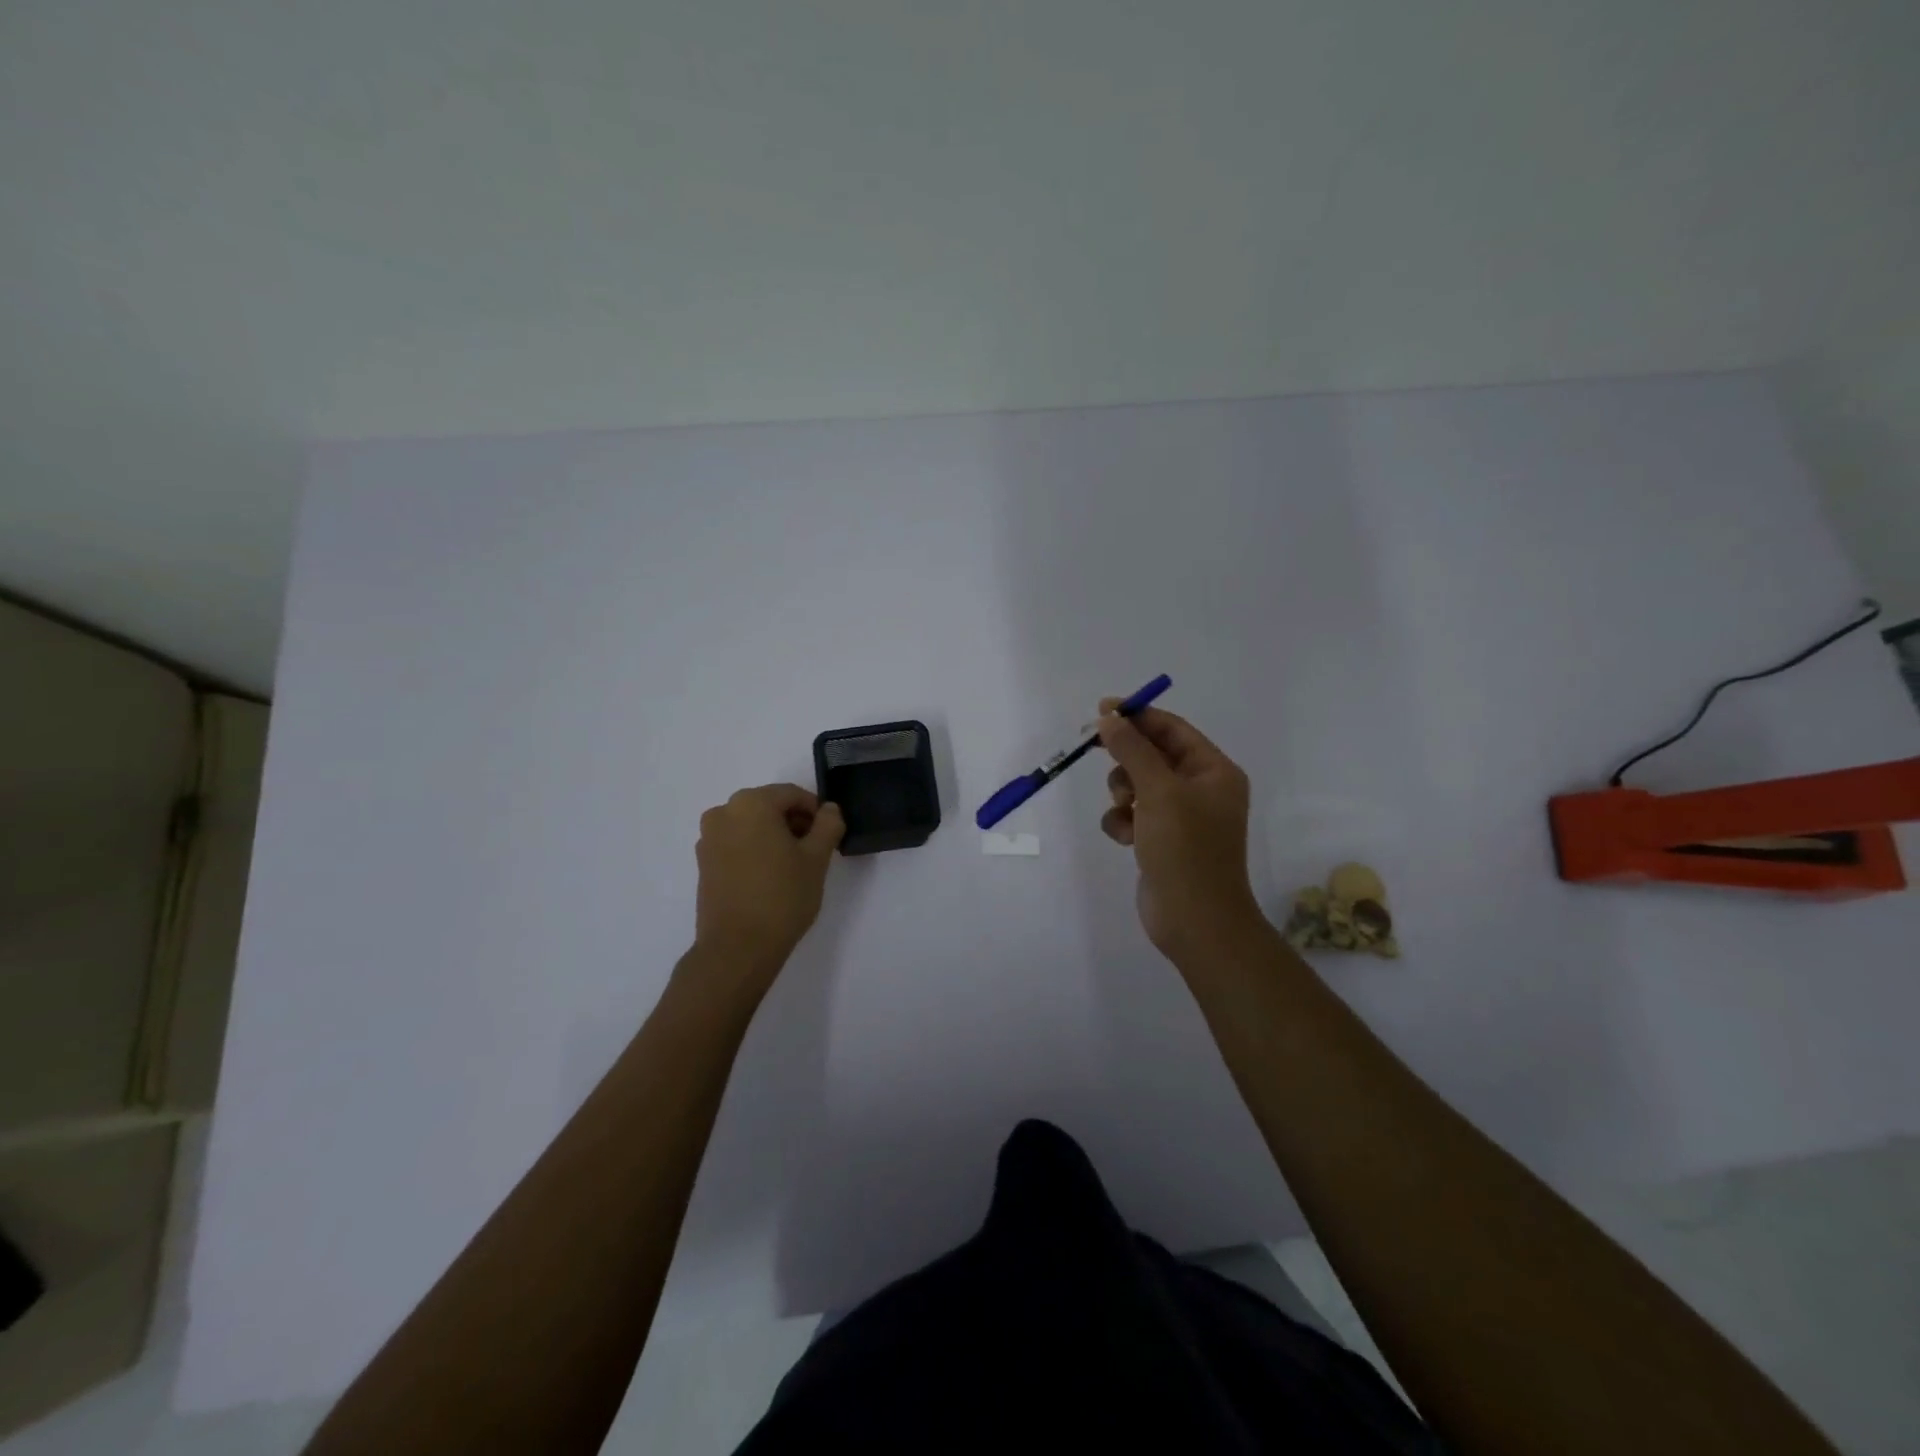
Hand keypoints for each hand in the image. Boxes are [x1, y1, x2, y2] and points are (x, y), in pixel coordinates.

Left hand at [692, 785, 843, 985]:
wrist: (738, 948)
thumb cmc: (782, 896)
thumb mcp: (817, 858)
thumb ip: (828, 825)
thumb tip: (829, 810)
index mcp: (751, 803)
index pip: (792, 795)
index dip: (815, 811)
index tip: (829, 835)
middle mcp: (723, 812)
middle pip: (768, 806)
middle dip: (793, 823)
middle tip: (814, 851)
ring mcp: (708, 838)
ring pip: (751, 825)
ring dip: (773, 837)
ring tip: (792, 867)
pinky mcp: (703, 863)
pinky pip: (735, 844)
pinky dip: (754, 850)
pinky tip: (769, 877)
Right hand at [1097, 702, 1264, 961]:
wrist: (1194, 920)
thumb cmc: (1185, 848)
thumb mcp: (1158, 791)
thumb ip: (1132, 750)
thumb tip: (1109, 718)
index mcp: (1214, 771)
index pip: (1173, 729)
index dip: (1138, 716)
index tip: (1102, 709)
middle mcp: (1201, 789)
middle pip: (1153, 755)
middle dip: (1127, 759)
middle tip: (1096, 752)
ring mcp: (1182, 817)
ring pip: (1138, 785)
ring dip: (1122, 793)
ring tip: (1125, 811)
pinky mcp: (1162, 840)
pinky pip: (1133, 815)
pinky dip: (1124, 822)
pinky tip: (1126, 839)